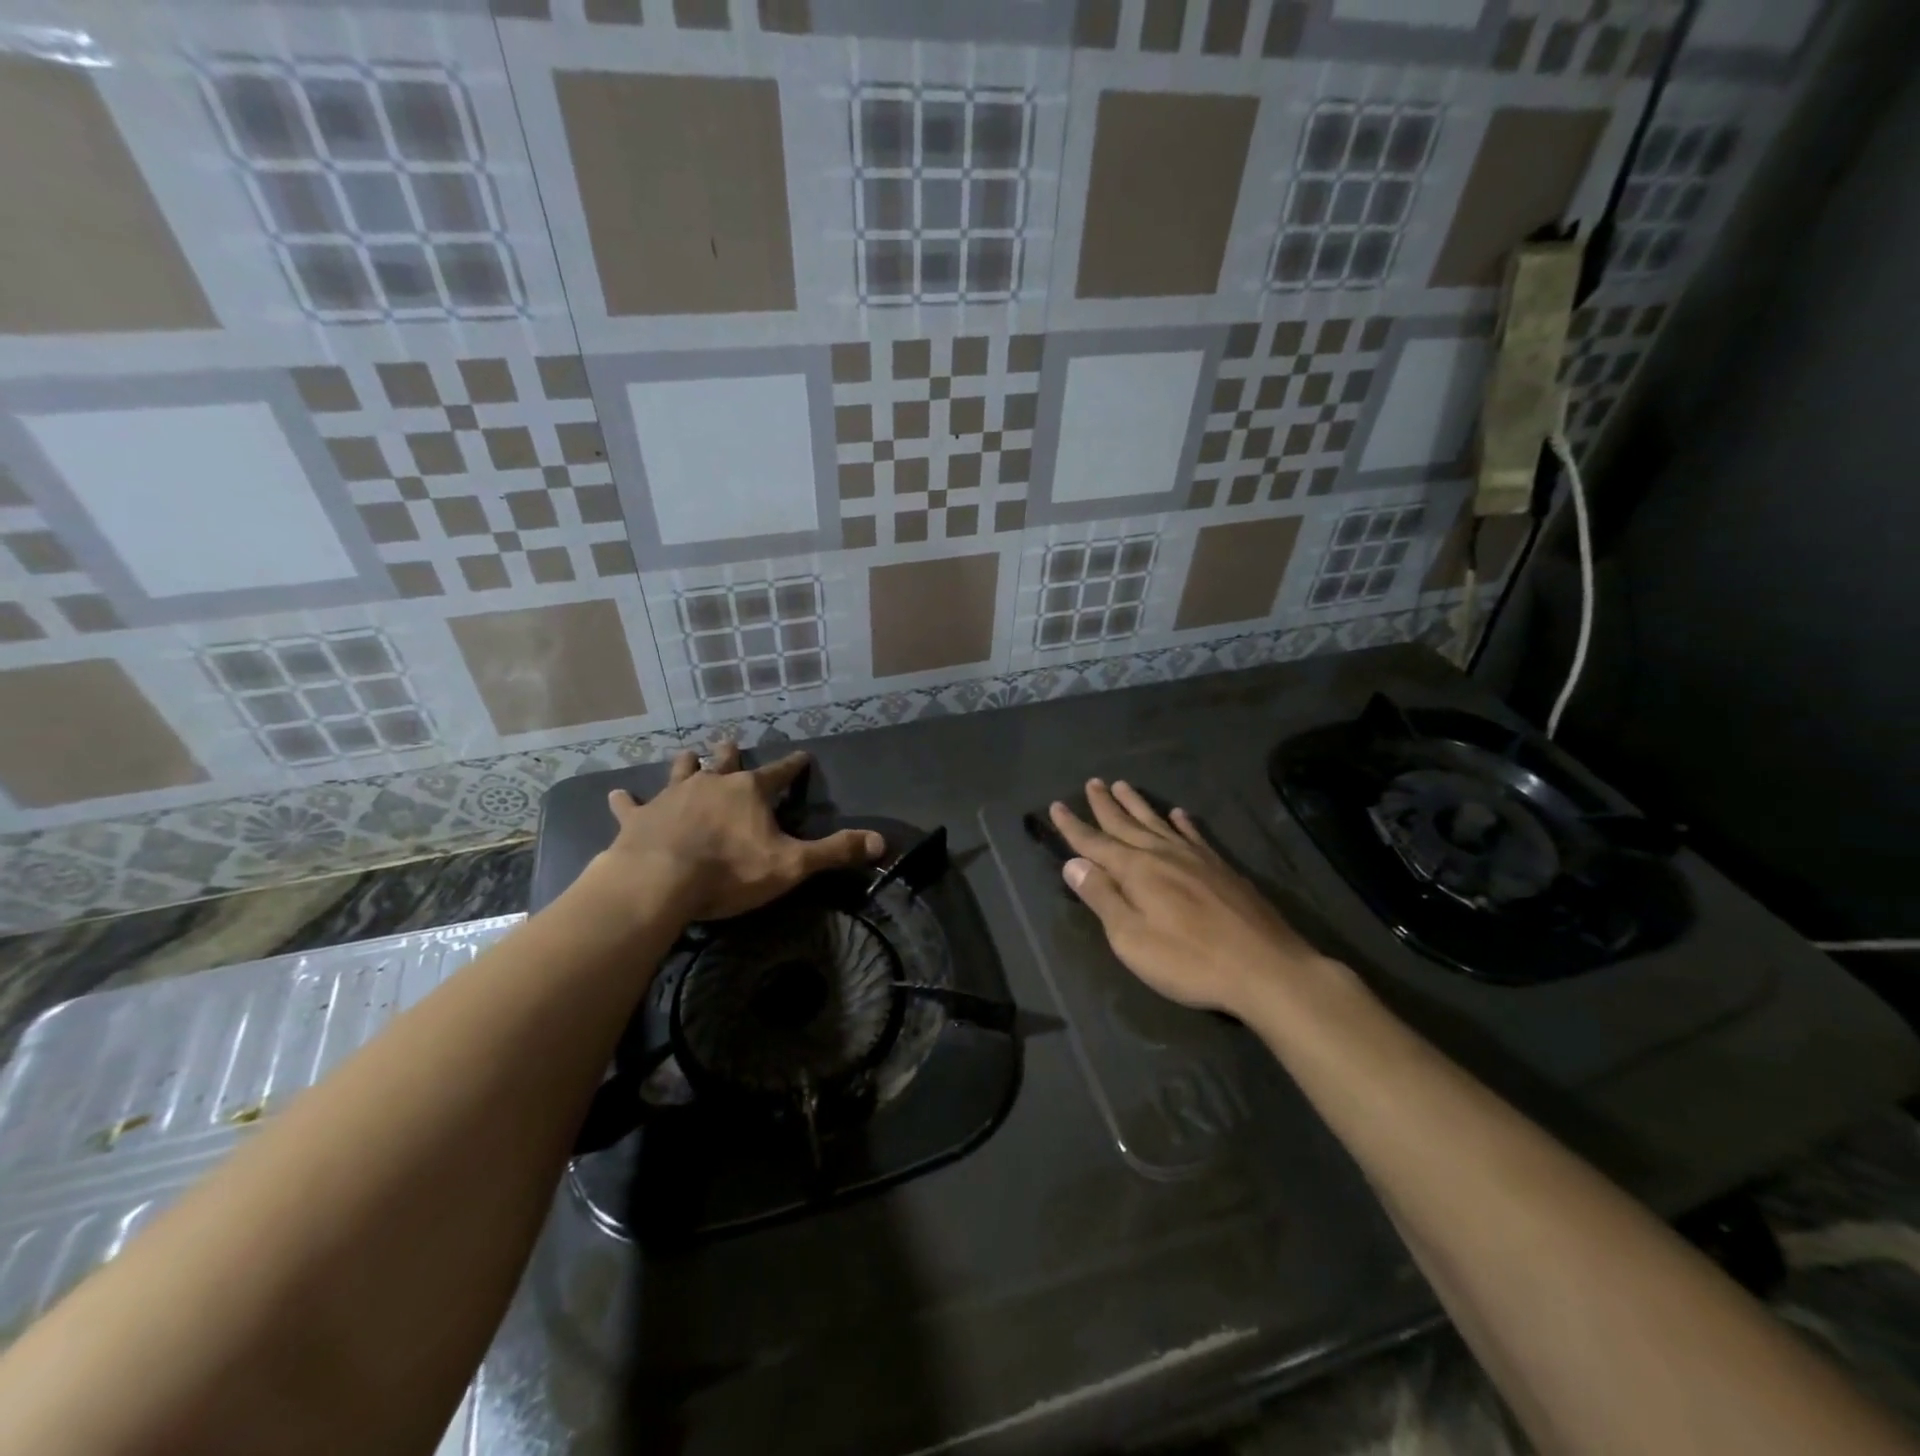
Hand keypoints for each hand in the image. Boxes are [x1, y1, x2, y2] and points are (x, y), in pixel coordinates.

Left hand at [584, 744, 884, 924]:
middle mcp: (712, 784)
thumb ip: (836, 851)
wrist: (660, 881)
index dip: (793, 766)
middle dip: (731, 753)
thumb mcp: (792, 864)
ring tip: (687, 753)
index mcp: (749, 792)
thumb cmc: (730, 871)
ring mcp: (672, 797)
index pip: (780, 773)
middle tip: (731, 741)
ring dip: (686, 765)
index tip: (803, 756)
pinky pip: (632, 805)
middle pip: (726, 762)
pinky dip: (626, 800)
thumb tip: (883, 842)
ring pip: (681, 772)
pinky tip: (617, 794)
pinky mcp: (640, 818)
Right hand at [1049, 779, 1332, 1017]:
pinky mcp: (1221, 868)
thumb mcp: (1132, 938)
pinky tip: (1178, 814)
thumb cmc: (1189, 960)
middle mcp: (1162, 854)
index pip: (1094, 843)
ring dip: (1137, 804)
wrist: (1265, 967)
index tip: (1056, 806)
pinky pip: (1194, 835)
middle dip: (1104, 804)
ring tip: (1122, 785)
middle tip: (1091, 783)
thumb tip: (1073, 864)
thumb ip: (1102, 898)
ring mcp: (1195, 858)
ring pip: (1157, 822)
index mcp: (1136, 870)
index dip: (1073, 826)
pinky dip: (1181, 822)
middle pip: (1125, 824)